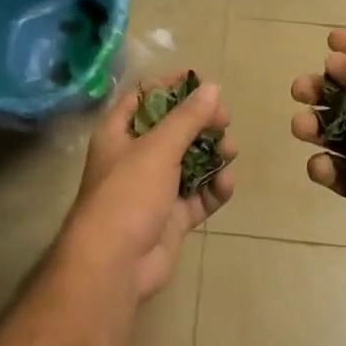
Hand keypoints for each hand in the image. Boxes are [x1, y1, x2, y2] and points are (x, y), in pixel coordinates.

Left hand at [62, 73, 235, 301]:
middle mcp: (135, 159)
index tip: (202, 82)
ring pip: (189, 164)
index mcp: (119, 135)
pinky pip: (198, 197)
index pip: (143, 99)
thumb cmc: (129, 194)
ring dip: (212, 155)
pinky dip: (213, 190)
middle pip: (172, 131)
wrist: (115, 263)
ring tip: (230, 152)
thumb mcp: (158, 148)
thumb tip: (212, 87)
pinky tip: (225, 185)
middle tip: (225, 120)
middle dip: (200, 124)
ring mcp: (154, 191)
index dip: (170, 87)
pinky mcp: (172, 218)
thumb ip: (187, 118)